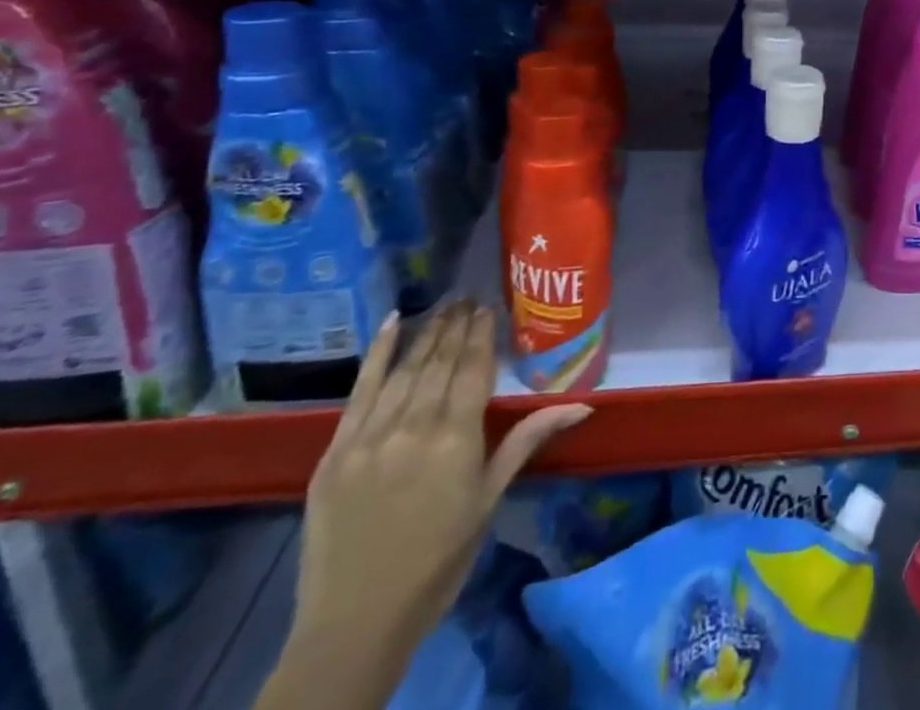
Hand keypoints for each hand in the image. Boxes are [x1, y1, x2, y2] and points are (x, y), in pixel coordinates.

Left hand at [292, 303, 590, 678]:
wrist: (355, 623)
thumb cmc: (438, 560)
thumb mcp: (489, 499)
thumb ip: (528, 440)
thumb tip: (583, 404)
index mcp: (455, 439)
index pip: (473, 369)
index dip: (481, 334)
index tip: (488, 306)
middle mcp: (413, 427)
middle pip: (439, 363)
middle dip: (456, 326)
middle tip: (468, 296)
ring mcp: (370, 437)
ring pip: (405, 370)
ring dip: (427, 334)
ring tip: (443, 306)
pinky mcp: (336, 451)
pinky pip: (358, 391)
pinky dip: (377, 355)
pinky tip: (392, 323)